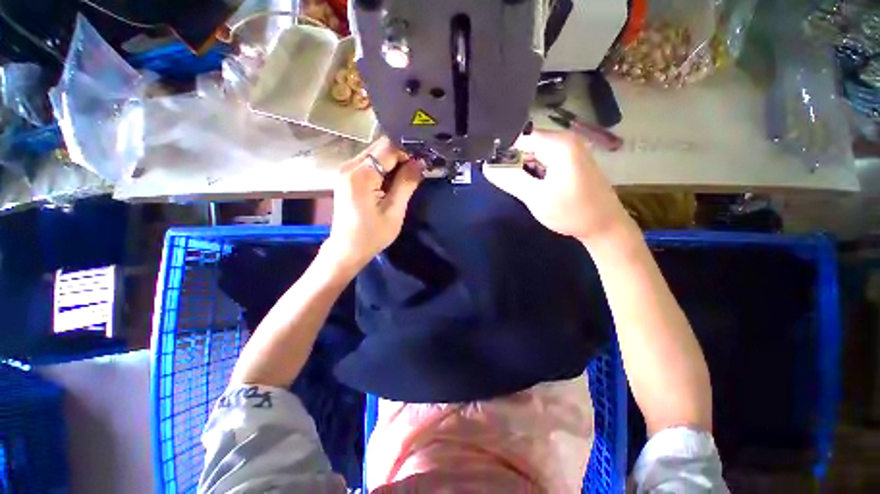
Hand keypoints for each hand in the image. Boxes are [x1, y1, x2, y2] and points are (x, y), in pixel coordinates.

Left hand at [324, 137, 422, 269]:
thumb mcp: (394, 211)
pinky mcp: (347, 177)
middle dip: (401, 156)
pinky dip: (383, 168)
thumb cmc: (372, 235)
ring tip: (407, 178)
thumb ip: (406, 184)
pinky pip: (369, 163)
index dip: (408, 152)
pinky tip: (392, 182)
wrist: (347, 249)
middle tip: (417, 171)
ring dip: (393, 162)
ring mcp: (346, 170)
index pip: (389, 148)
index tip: (422, 164)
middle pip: (380, 147)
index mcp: (361, 175)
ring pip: (375, 154)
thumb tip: (421, 162)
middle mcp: (349, 166)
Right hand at [484, 130, 630, 242]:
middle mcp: (566, 140)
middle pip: (528, 144)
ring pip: (534, 154)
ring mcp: (570, 150)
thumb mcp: (536, 197)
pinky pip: (544, 160)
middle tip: (506, 183)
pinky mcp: (571, 161)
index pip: (520, 138)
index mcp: (559, 144)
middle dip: (514, 163)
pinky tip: (534, 187)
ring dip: (523, 169)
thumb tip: (488, 167)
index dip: (503, 153)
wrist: (604, 226)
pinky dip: (534, 172)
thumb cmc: (572, 212)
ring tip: (522, 188)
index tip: (493, 171)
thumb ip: (510, 179)